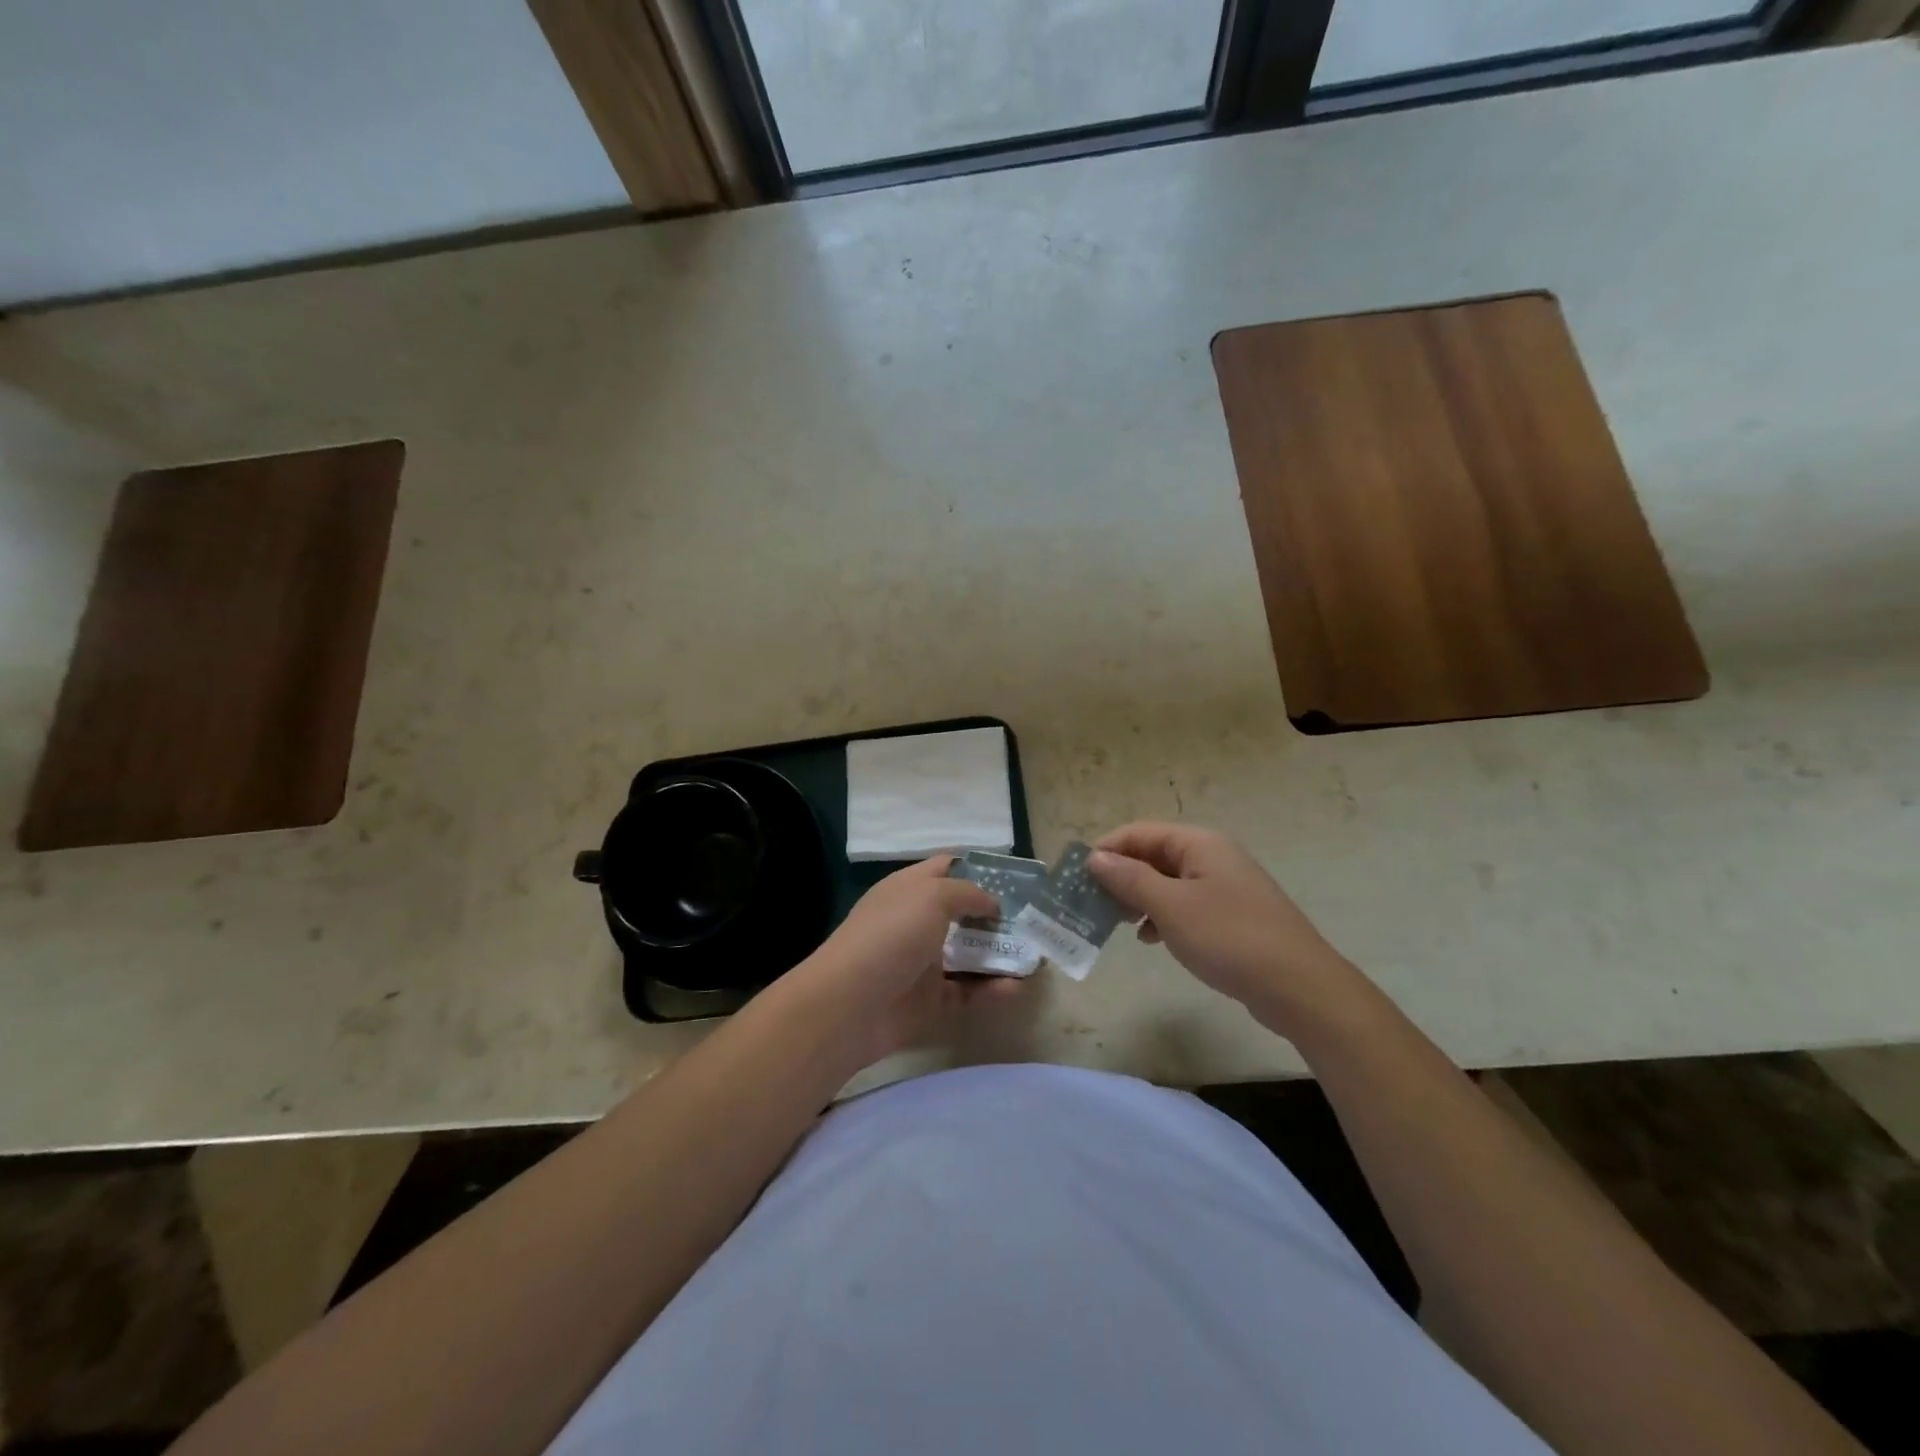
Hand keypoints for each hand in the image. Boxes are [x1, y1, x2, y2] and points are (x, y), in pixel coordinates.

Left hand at [787, 856, 1021, 1065]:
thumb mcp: (931, 896)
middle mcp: (917, 922)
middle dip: (999, 916)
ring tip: (1036, 956)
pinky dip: (991, 991)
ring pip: (969, 954)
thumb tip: (992, 903)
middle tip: (1035, 920)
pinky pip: (968, 992)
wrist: (850, 1005)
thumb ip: (968, 893)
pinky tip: (1017, 988)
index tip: (1016, 877)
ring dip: (1001, 955)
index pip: (948, 868)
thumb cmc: (890, 936)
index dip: (980, 868)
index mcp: (910, 889)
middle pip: (964, 913)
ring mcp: (923, 962)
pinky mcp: (929, 1001)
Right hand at [1088, 822, 1365, 1038]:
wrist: (1300, 987)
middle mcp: (1212, 856)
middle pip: (1152, 855)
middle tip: (1090, 903)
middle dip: (1119, 876)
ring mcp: (1224, 886)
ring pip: (1167, 882)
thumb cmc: (1229, 938)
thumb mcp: (1171, 907)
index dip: (1105, 850)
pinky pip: (1185, 905)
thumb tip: (1095, 858)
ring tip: (1113, 922)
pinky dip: (1161, 916)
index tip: (1076, 877)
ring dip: (1137, 897)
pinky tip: (1149, 938)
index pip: (1138, 833)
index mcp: (1198, 843)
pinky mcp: (1231, 915)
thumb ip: (1130, 879)